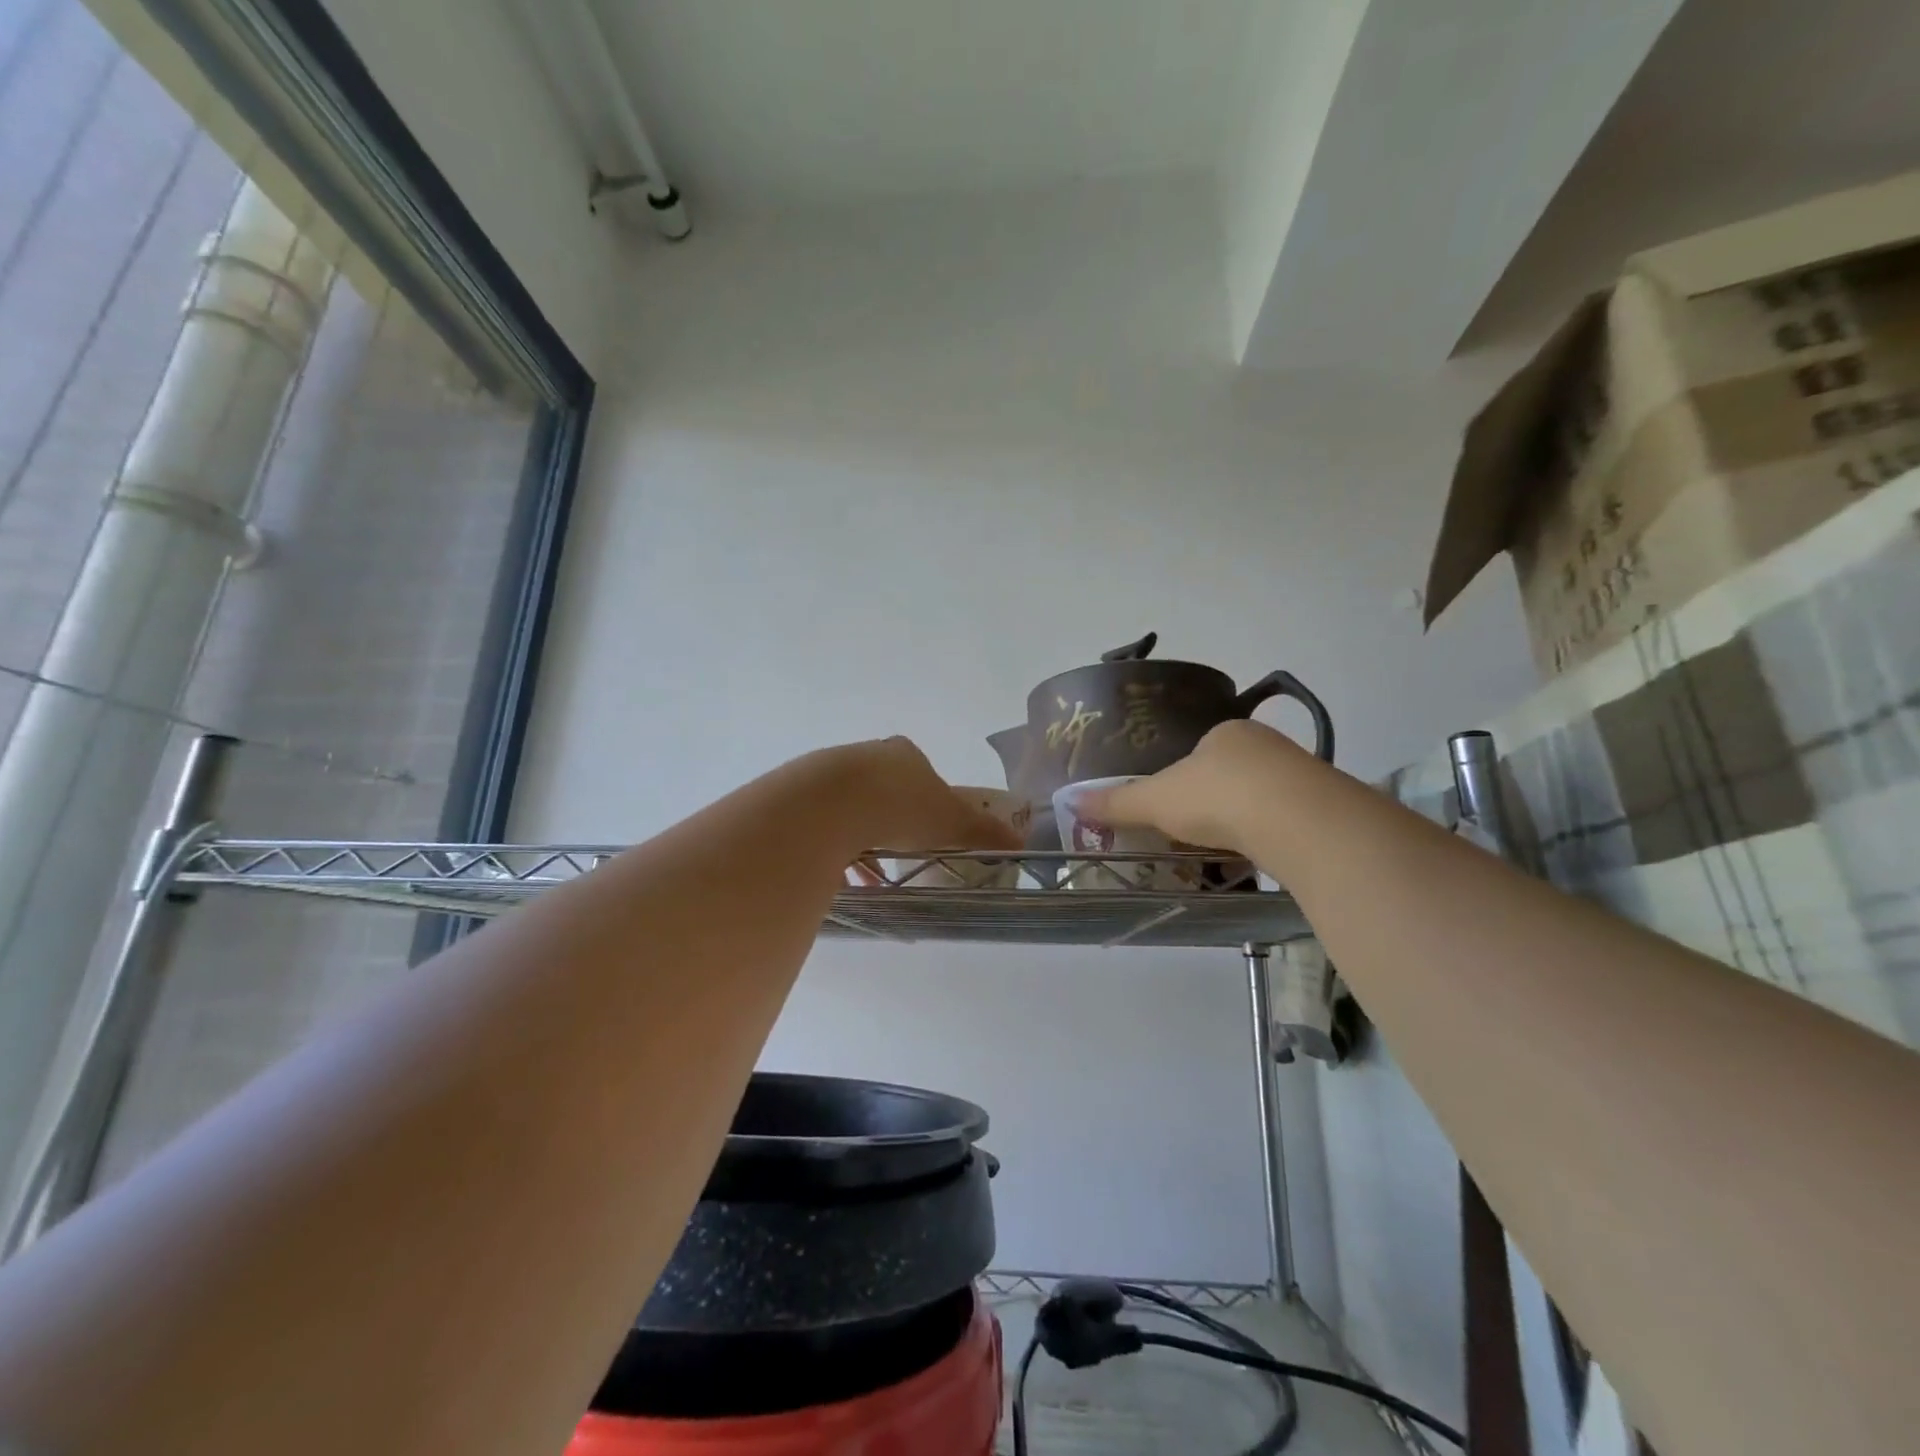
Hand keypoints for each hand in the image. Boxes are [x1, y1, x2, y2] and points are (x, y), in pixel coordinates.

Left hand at [823, 737, 1022, 856]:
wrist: (831, 804)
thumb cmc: (901, 805)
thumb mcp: (951, 822)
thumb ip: (983, 832)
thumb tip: (1021, 843)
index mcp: (904, 754)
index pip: (921, 771)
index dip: (929, 799)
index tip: (931, 827)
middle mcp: (867, 756)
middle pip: (885, 788)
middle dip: (893, 820)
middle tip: (903, 850)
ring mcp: (831, 774)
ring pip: (852, 808)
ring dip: (864, 838)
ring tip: (872, 874)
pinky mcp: (804, 797)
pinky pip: (825, 826)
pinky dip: (837, 850)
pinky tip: (843, 877)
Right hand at [1078, 719, 1307, 854]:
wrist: (1297, 821)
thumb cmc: (1216, 796)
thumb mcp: (1156, 800)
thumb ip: (1117, 802)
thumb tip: (1071, 800)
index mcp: (1226, 733)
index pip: (1199, 751)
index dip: (1182, 780)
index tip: (1173, 809)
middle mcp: (1265, 746)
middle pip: (1230, 775)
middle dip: (1214, 804)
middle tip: (1195, 834)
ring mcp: (1300, 776)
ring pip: (1261, 800)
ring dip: (1244, 823)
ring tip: (1225, 853)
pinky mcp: (1324, 809)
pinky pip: (1286, 823)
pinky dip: (1269, 841)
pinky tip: (1259, 861)